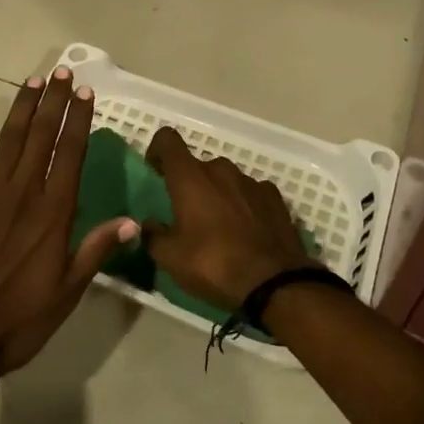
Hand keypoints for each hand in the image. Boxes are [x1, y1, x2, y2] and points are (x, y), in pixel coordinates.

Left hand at [0, 68, 136, 379]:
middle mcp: (24, 193)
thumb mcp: (67, 292)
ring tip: (34, 81)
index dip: (79, 120)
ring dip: (22, 108)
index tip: (85, 92)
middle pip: (42, 136)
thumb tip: (131, 221)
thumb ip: (96, 250)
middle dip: (54, 102)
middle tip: (62, 72)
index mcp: (53, 212)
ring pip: (9, 140)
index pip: (70, 153)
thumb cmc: (19, 320)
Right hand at [142, 126, 317, 310]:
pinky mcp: (274, 197)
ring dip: (218, 194)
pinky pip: (251, 192)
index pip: (167, 140)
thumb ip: (154, 236)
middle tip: (188, 216)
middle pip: (198, 166)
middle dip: (190, 184)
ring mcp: (250, 181)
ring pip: (226, 179)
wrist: (273, 283)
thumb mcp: (171, 259)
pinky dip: (244, 204)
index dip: (157, 149)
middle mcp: (220, 169)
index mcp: (190, 177)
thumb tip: (149, 225)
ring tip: (220, 227)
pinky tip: (247, 230)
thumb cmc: (213, 264)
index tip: (155, 171)